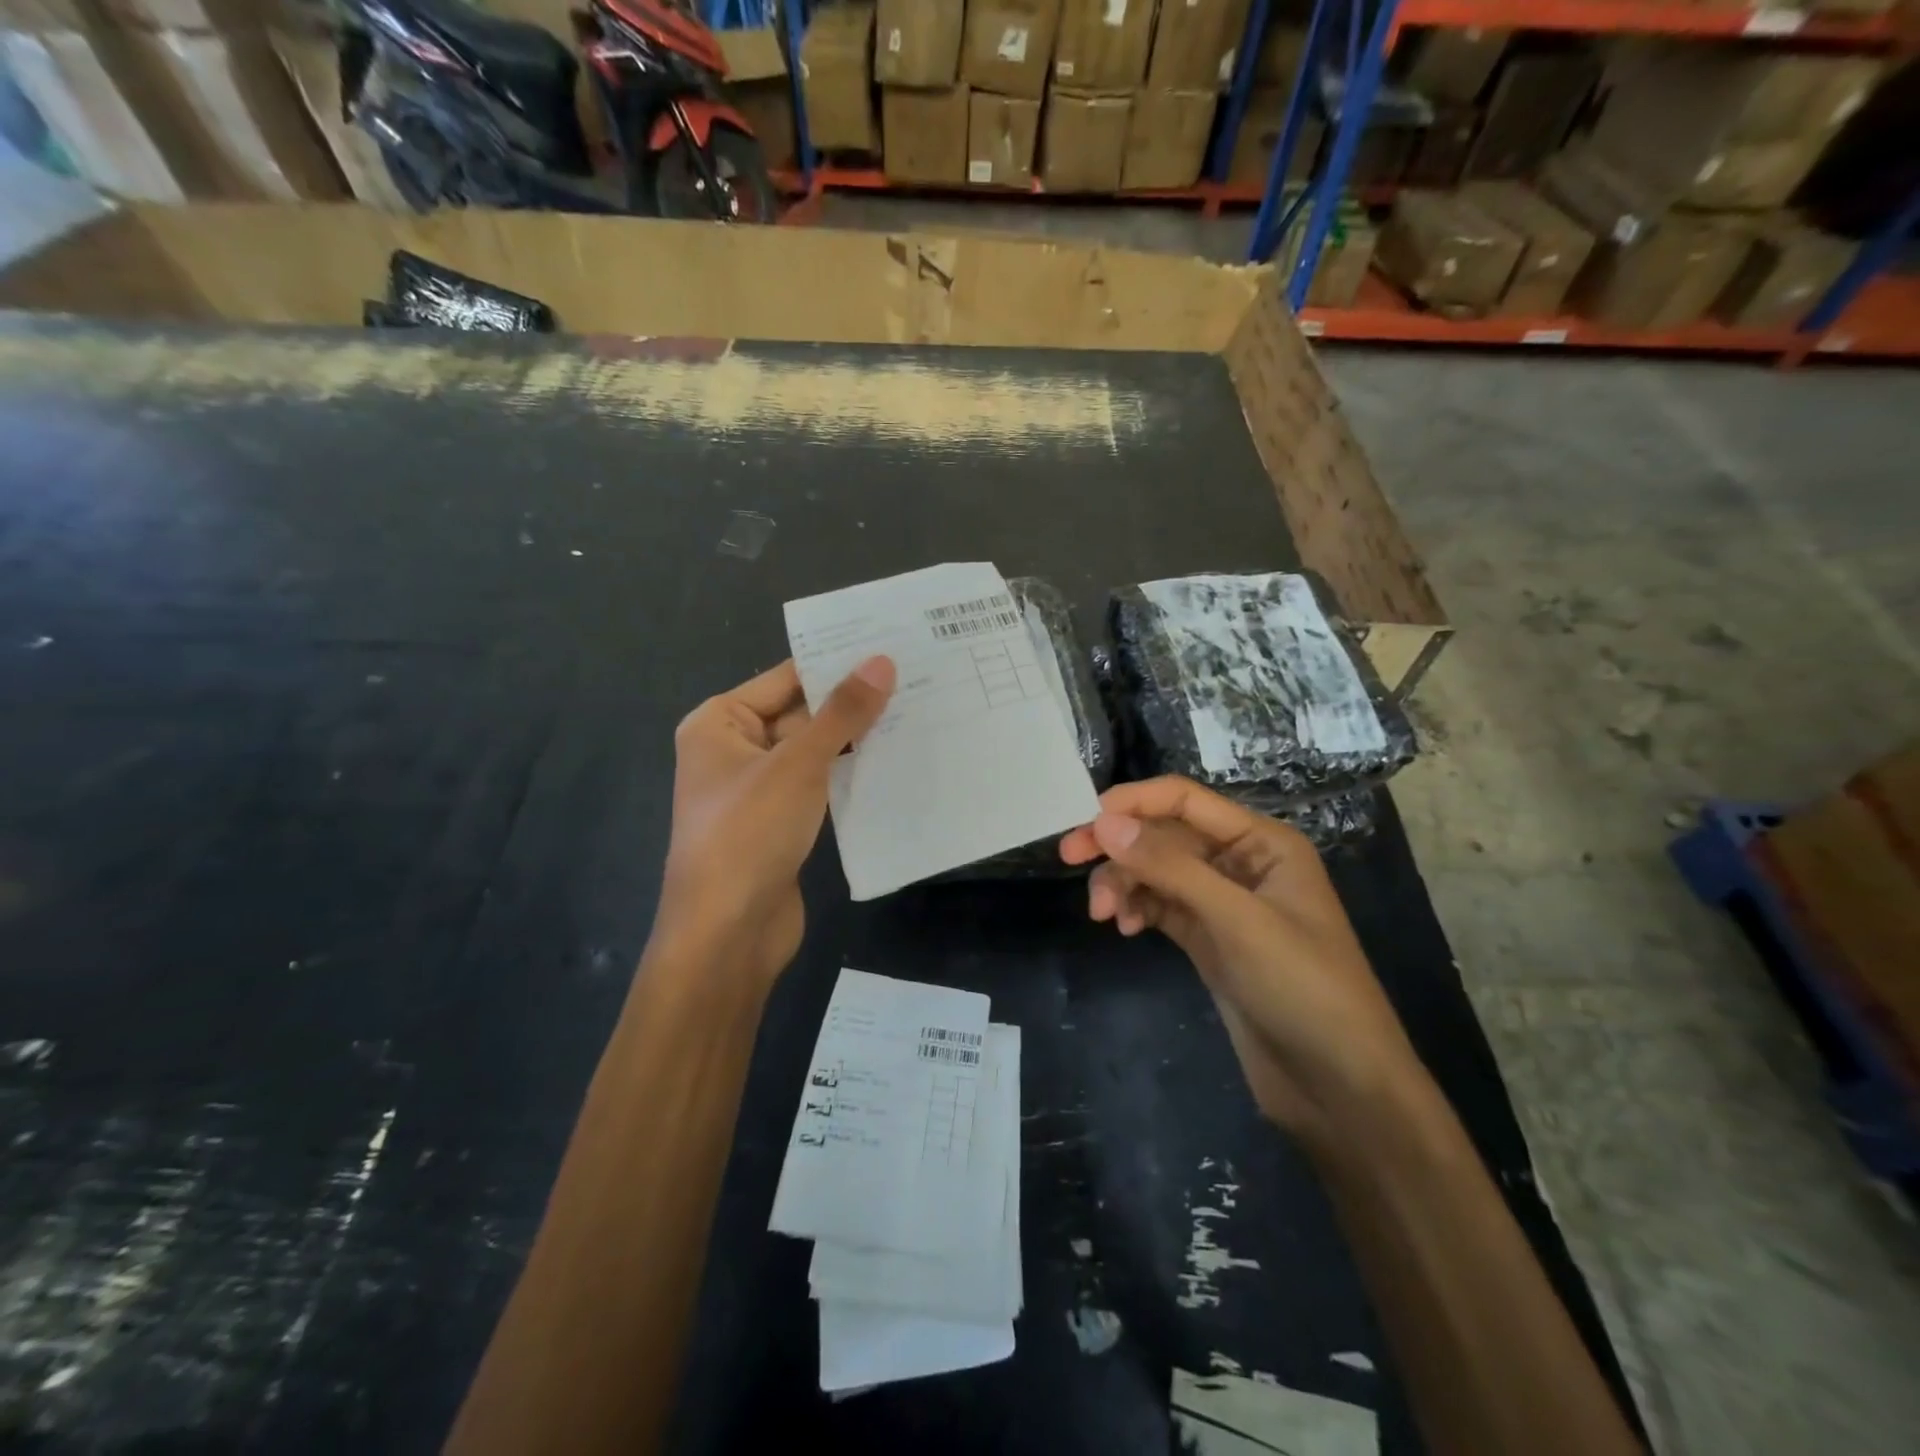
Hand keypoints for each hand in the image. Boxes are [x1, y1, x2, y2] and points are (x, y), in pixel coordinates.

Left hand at [658, 656, 894, 986]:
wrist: (727, 934)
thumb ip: (841, 714)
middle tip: (914, 677)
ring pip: (813, 752)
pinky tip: (895, 761)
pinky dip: (849, 775)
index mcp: (719, 723)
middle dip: (851, 702)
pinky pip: (819, 786)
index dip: (834, 662)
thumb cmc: (749, 834)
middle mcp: (734, 750)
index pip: (784, 678)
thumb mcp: (798, 765)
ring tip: (916, 712)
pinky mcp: (780, 824)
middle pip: (800, 714)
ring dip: (855, 740)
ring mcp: (758, 790)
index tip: (889, 645)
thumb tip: (881, 661)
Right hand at [1059, 776, 1421, 1144]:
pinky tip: (1125, 929)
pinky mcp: (1209, 940)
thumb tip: (1104, 822)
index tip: (1084, 822)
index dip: (1133, 802)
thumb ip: (1170, 867)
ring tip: (1103, 916)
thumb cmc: (1304, 989)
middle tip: (1069, 859)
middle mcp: (1240, 863)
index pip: (1184, 800)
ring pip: (1156, 873)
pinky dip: (1138, 909)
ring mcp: (1223, 904)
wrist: (1340, 1089)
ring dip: (1124, 884)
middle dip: (1119, 847)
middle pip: (1164, 836)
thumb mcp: (1237, 920)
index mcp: (1262, 842)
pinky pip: (1161, 906)